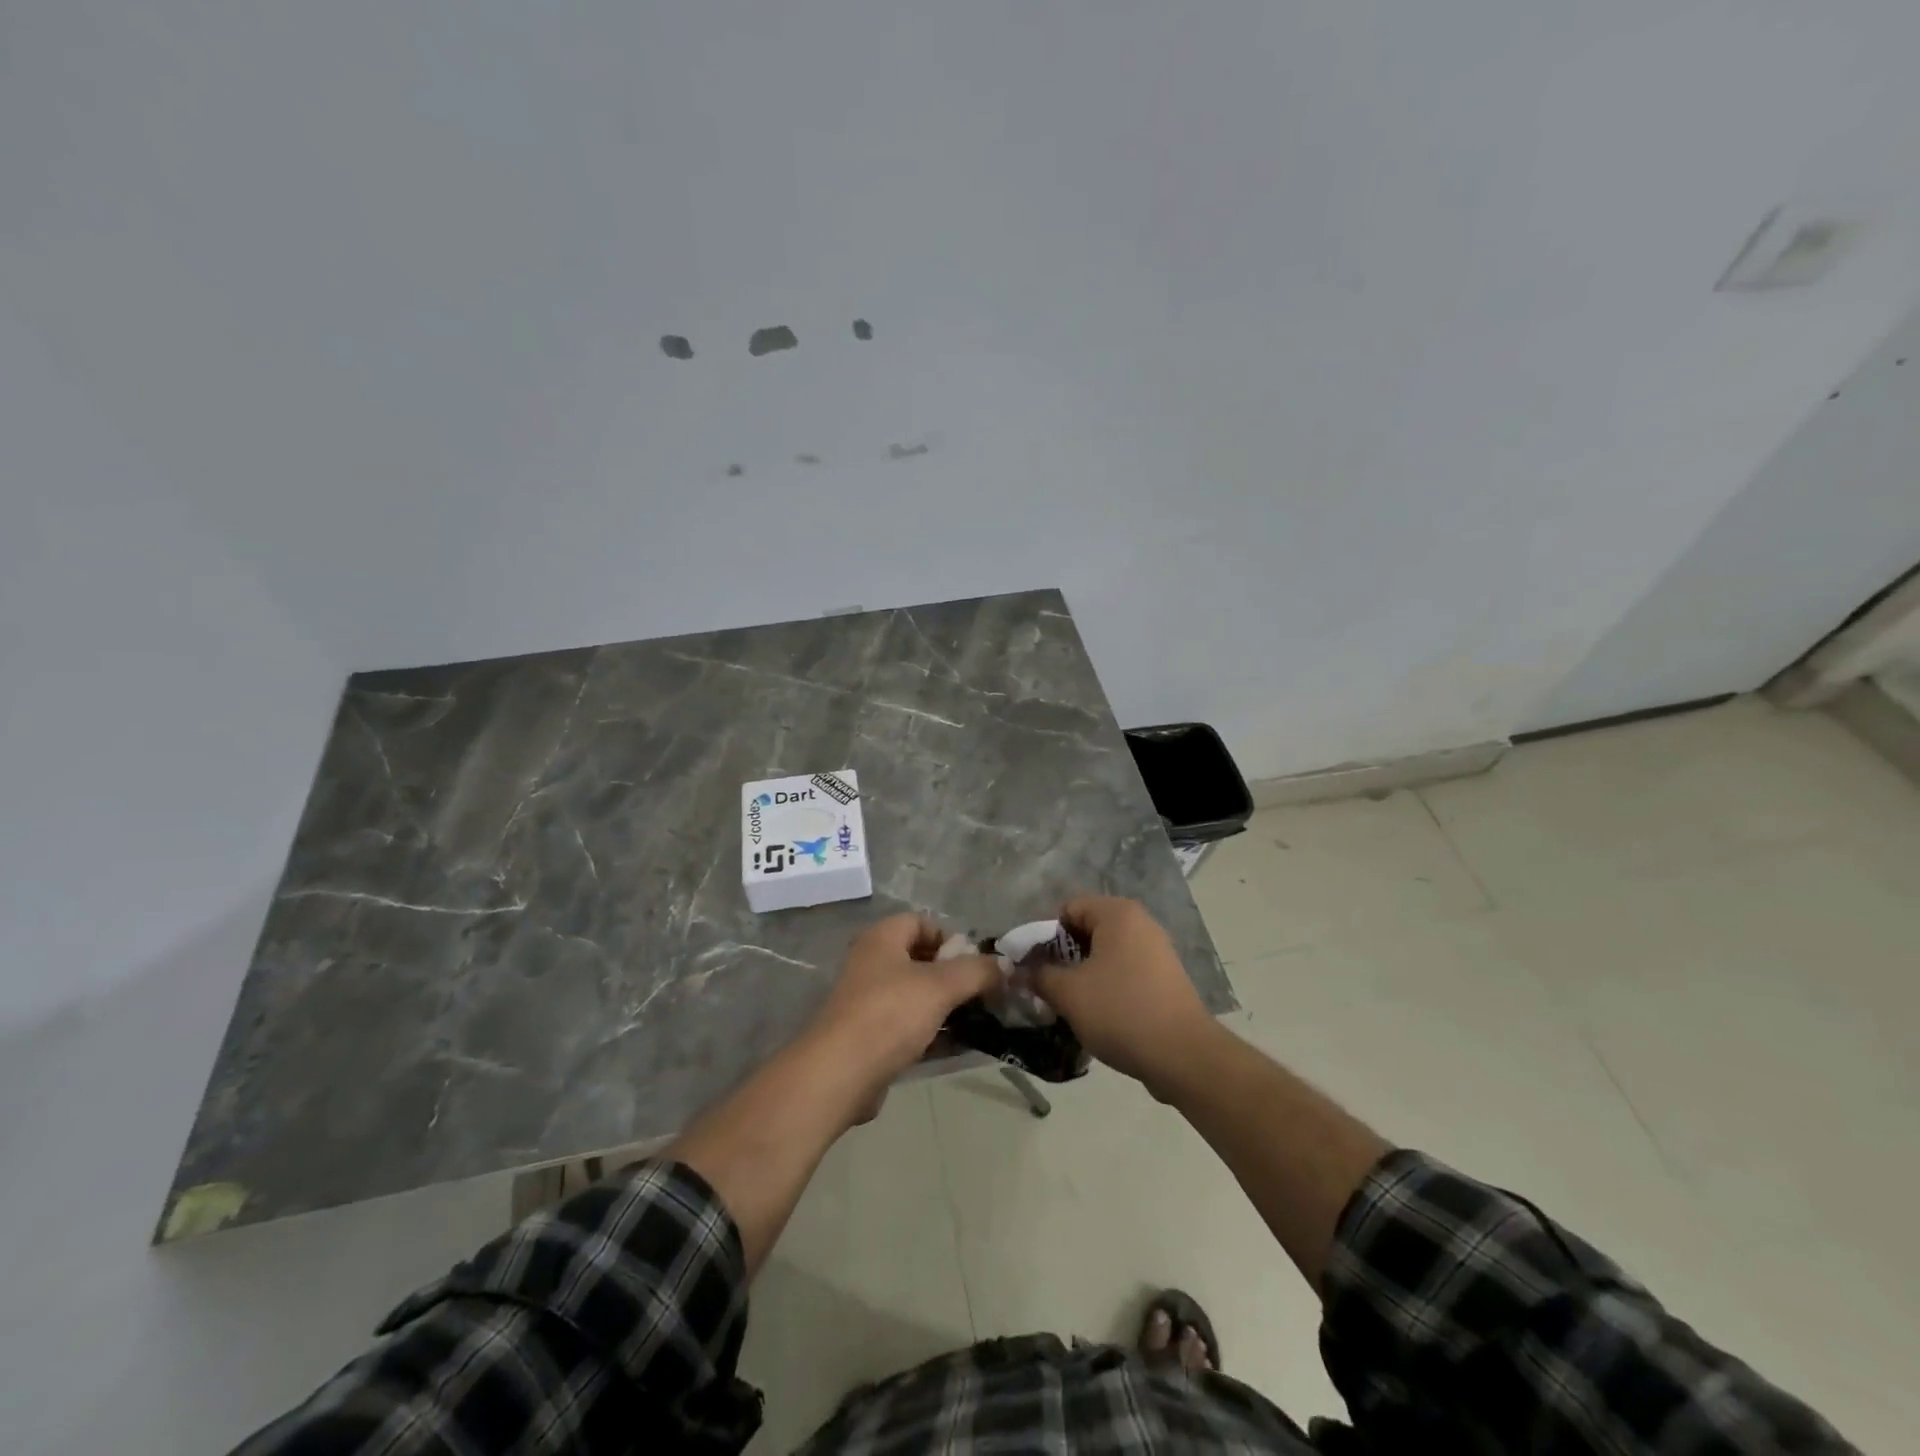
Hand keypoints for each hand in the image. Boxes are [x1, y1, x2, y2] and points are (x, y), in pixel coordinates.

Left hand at [806, 914, 998, 1116]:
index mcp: (882, 939)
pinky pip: (909, 1027)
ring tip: (980, 1021)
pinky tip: (960, 1047)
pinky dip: (934, 1033)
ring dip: (948, 1007)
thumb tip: (1005, 965)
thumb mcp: (940, 986)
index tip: (976, 964)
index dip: (951, 938)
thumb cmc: (889, 1015)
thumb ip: (976, 971)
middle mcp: (872, 964)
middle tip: (984, 994)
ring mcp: (869, 1002)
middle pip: (921, 960)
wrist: (839, 1075)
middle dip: (955, 976)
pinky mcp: (870, 1037)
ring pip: (917, 996)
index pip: (922, 922)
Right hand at [1033, 896, 1216, 1097]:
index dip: (1045, 935)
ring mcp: (1157, 950)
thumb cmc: (1120, 1011)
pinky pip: (1125, 971)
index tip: (1034, 966)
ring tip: (1071, 1003)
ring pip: (1106, 953)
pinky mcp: (1165, 977)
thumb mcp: (1069, 993)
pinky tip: (1099, 1014)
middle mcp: (1140, 923)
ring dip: (1084, 973)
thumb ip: (1038, 976)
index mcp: (1118, 914)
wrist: (1183, 1056)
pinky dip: (1107, 986)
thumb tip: (1019, 971)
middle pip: (1088, 929)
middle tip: (1048, 986)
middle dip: (1064, 956)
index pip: (1068, 908)